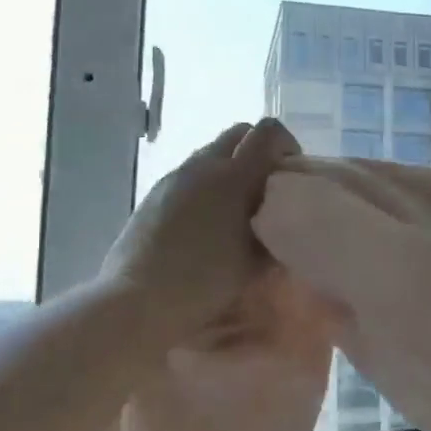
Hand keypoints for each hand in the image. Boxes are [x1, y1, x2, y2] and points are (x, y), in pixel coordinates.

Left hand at [101, 120, 300, 342]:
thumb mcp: (255, 261)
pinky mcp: (155, 193)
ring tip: (236, 209)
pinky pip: (191, 175)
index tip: (291, 173)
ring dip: (231, 169)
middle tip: (267, 188)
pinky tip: (206, 222)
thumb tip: (280, 219)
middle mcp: (203, 165)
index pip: (268, 132)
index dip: (286, 144)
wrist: (139, 299)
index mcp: (234, 177)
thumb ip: (274, 231)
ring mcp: (175, 177)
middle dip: (259, 150)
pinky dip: (207, 185)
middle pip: (239, 133)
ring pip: (212, 153)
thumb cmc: (205, 282)